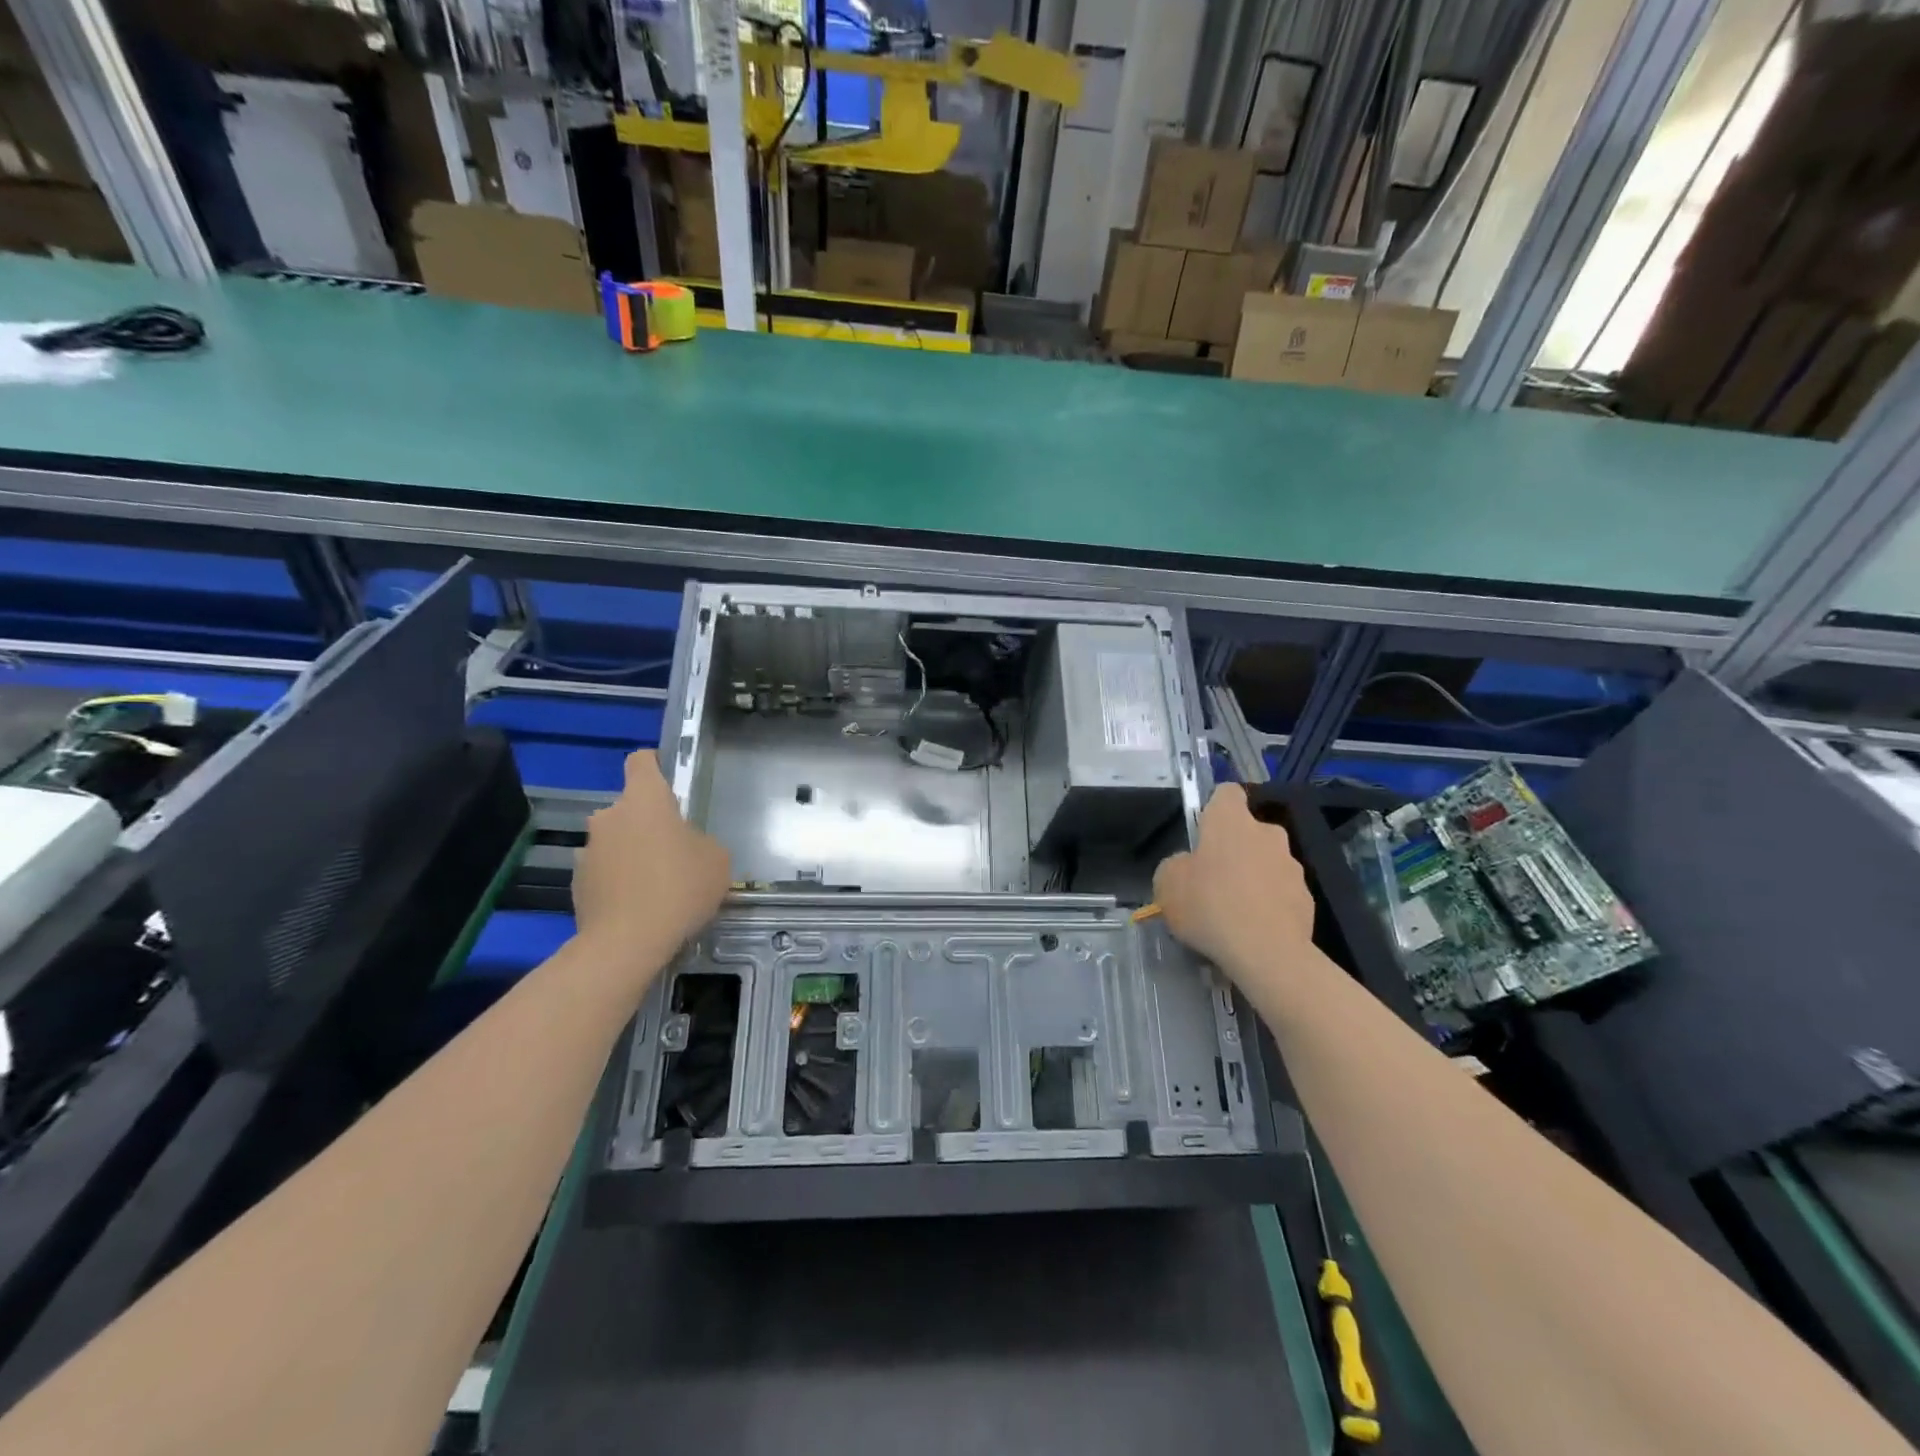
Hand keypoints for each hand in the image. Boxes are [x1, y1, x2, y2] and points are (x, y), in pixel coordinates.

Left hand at [573, 751, 730, 965]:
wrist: (627, 943)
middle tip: (674, 852)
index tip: (669, 782)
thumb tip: (685, 846)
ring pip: (616, 841)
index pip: (641, 761)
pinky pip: (605, 872)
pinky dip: (619, 882)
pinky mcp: (577, 883)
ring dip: (632, 854)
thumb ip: (700, 841)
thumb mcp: (716, 859)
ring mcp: (588, 850)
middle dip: (649, 824)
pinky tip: (639, 907)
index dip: (655, 766)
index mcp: (644, 800)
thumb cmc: (679, 888)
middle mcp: (609, 817)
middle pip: (630, 808)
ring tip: (657, 886)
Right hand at [1152, 784, 1315, 976]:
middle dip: (1235, 849)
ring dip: (1253, 878)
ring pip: (1267, 863)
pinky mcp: (1307, 898)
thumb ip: (1176, 865)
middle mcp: (1267, 833)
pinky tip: (1254, 930)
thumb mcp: (1167, 883)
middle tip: (1213, 880)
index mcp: (1231, 820)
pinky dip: (1270, 905)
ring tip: (1234, 912)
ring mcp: (1293, 866)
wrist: (1266, 952)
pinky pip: (1282, 893)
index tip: (1203, 832)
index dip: (1214, 807)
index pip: (1227, 792)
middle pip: (1249, 831)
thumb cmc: (1209, 906)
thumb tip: (1189, 866)